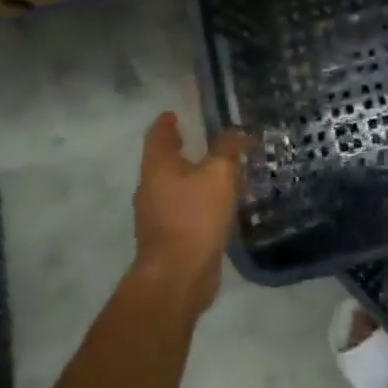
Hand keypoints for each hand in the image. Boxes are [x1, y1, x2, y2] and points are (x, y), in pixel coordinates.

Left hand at [132, 112, 246, 316]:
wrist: (178, 273)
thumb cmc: (195, 214)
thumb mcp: (219, 173)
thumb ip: (227, 148)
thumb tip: (235, 132)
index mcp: (158, 167)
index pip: (158, 136)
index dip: (166, 123)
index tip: (173, 113)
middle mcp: (151, 188)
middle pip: (164, 162)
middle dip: (181, 150)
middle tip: (203, 140)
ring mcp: (157, 215)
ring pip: (176, 187)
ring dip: (194, 177)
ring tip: (219, 171)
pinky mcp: (170, 237)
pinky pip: (185, 209)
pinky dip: (200, 200)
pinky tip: (220, 204)